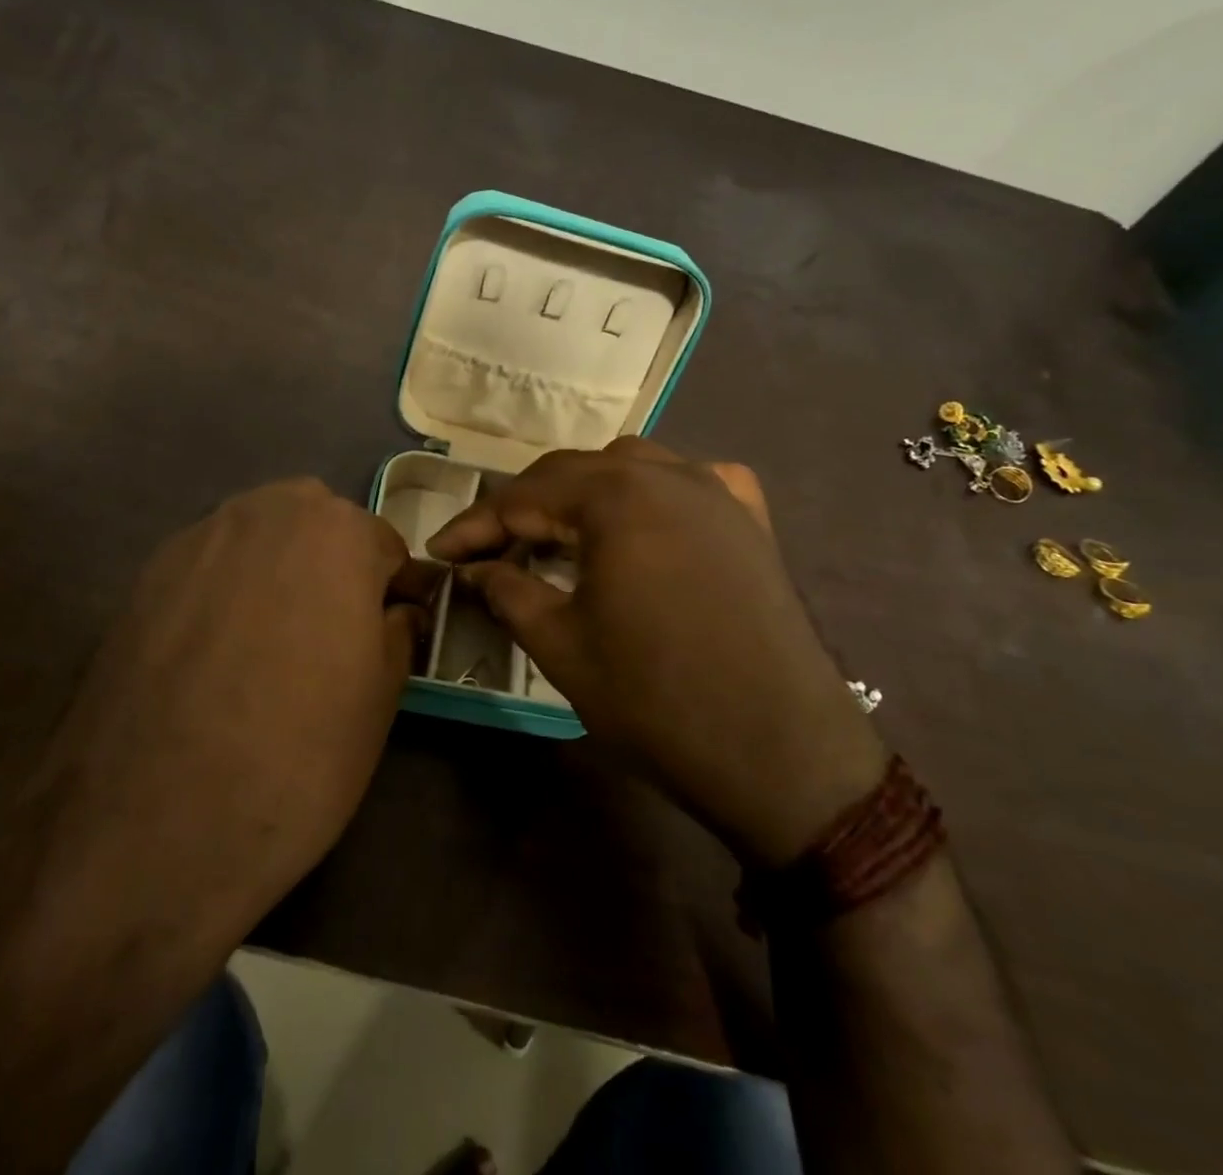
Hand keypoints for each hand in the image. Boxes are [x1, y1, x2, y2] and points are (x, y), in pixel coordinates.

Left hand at [40, 478, 435, 924]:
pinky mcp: (146, 574)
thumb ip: (397, 632)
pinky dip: (226, 589)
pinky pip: (210, 565)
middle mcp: (266, 511)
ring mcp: (198, 537)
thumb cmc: (298, 754)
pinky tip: (216, 651)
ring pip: (260, 538)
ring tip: (272, 640)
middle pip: (318, 524)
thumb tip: (395, 611)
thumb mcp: (381, 697)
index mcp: (338, 531)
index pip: (384, 545)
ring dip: (278, 570)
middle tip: (331, 634)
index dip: (393, 590)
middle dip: (334, 565)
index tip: (392, 629)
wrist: (152, 821)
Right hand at [428, 439, 884, 866]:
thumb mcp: (561, 646)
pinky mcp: (751, 521)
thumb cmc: (657, 700)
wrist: (783, 754)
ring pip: (630, 467)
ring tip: (560, 536)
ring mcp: (717, 492)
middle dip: (524, 507)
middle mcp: (667, 474)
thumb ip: (507, 590)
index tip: (439, 552)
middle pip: (573, 472)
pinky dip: (652, 493)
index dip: (474, 526)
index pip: (524, 497)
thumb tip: (473, 567)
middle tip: (489, 548)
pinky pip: (690, 482)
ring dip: (584, 493)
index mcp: (615, 498)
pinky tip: (646, 521)